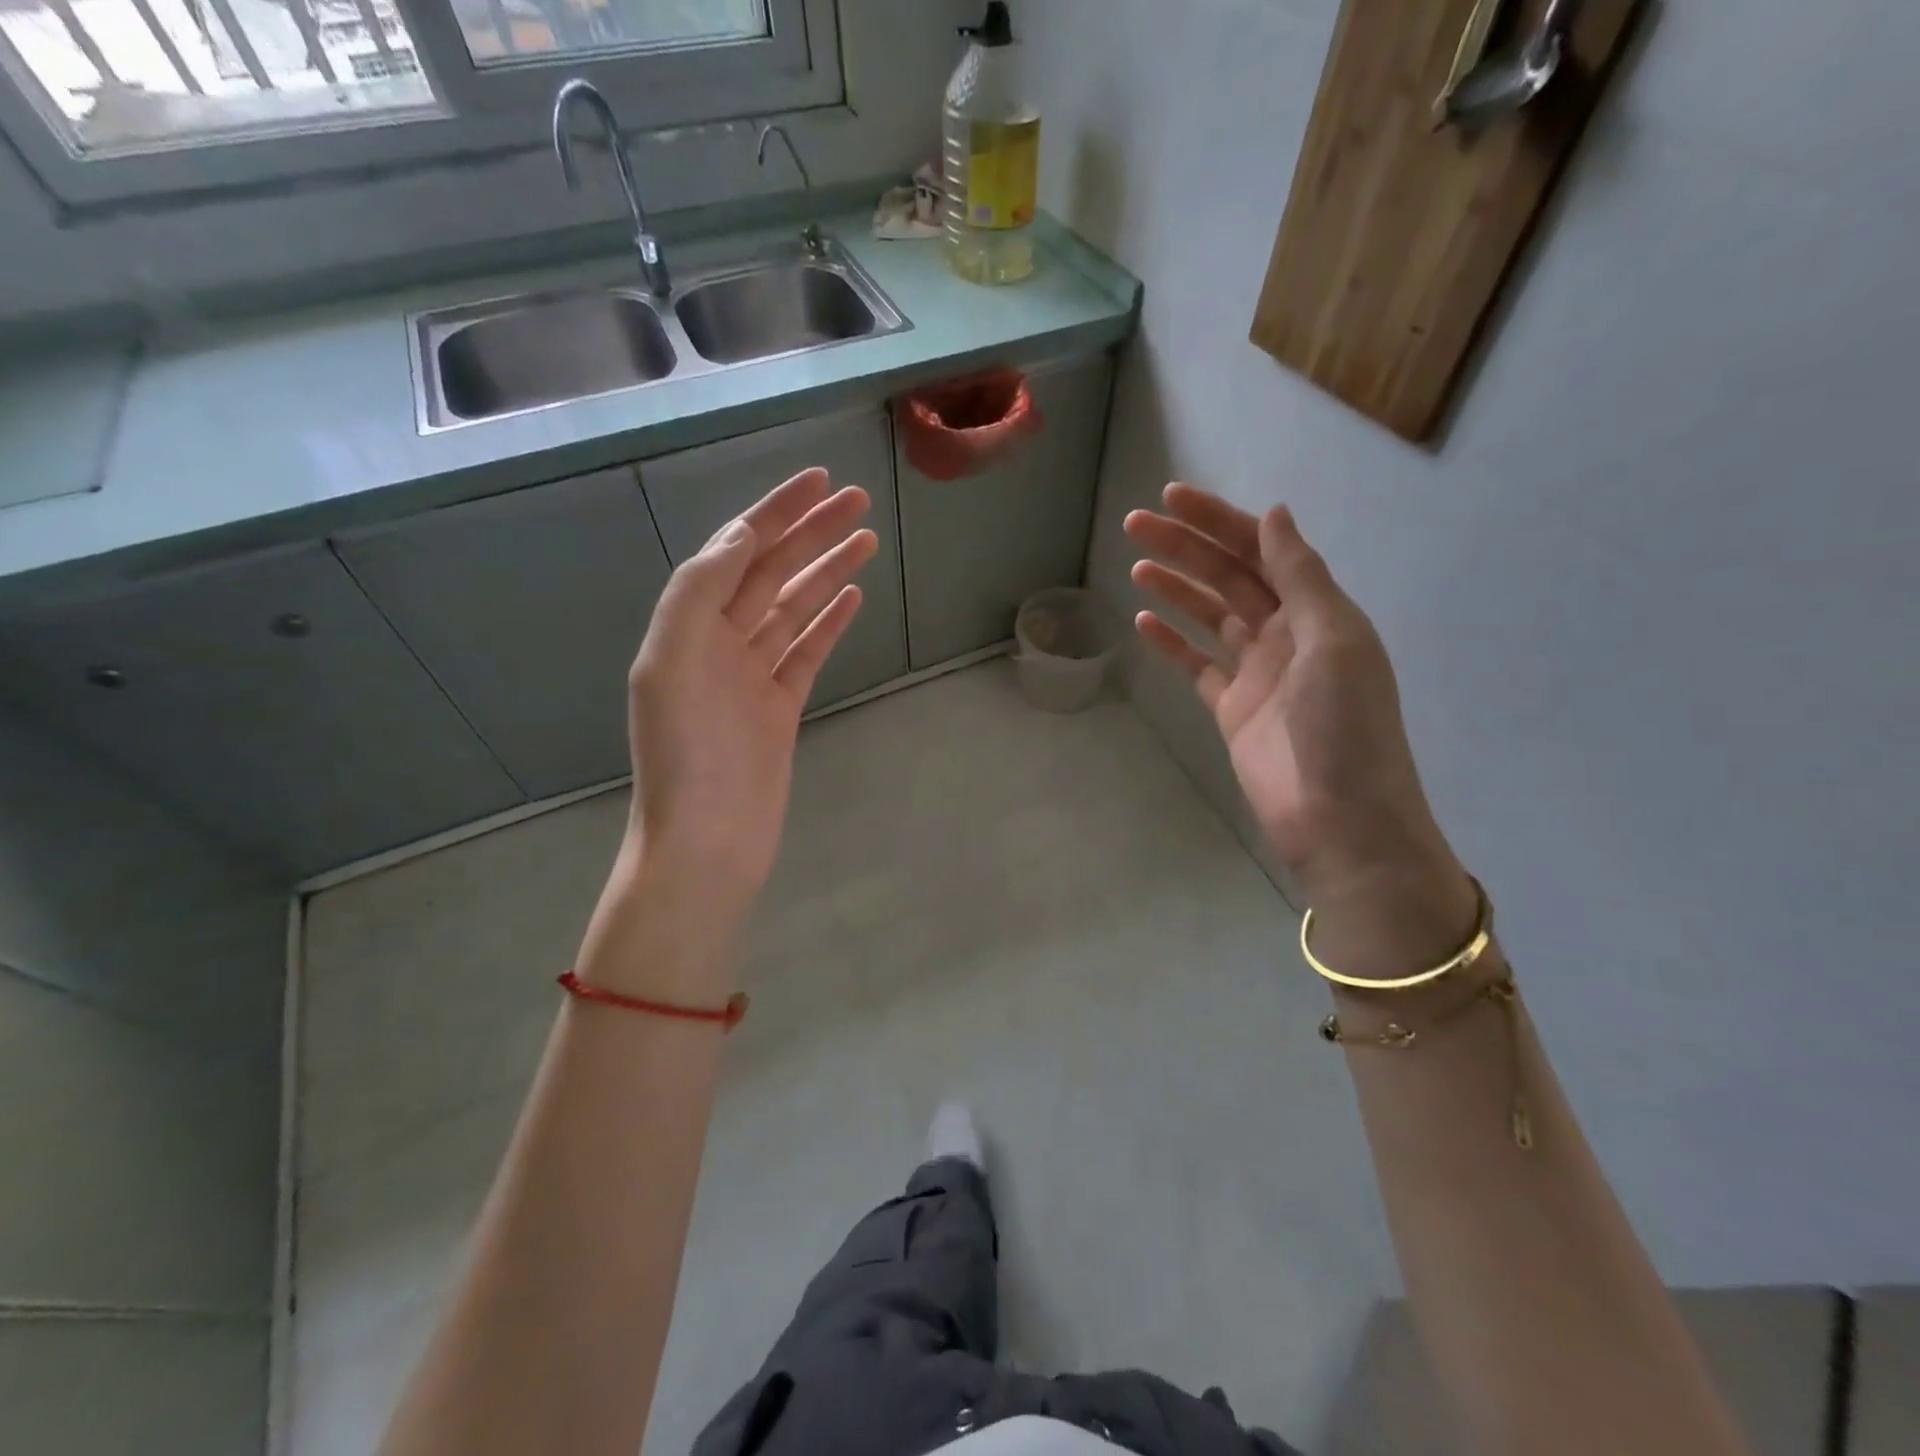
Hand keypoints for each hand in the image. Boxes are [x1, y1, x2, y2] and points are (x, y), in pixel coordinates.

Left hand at [627, 467, 875, 900]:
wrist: (707, 841)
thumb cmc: (687, 757)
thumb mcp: (671, 665)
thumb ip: (698, 594)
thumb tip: (740, 536)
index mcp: (688, 627)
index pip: (736, 553)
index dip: (775, 513)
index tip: (817, 481)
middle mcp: (718, 644)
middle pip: (771, 573)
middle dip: (812, 533)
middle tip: (858, 500)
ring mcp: (752, 676)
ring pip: (794, 608)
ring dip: (827, 571)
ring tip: (867, 539)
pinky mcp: (780, 706)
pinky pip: (807, 651)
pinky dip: (829, 621)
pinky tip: (852, 595)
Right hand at [1124, 484, 1463, 913]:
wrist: (1339, 821)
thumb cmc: (1344, 727)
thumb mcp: (1332, 639)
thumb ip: (1300, 577)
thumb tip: (1274, 514)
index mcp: (1317, 612)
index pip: (1262, 550)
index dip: (1218, 521)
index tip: (1172, 498)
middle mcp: (1286, 634)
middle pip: (1228, 577)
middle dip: (1185, 547)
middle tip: (1135, 525)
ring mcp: (1256, 673)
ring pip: (1209, 616)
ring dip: (1175, 587)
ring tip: (1135, 565)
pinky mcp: (1231, 709)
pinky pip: (1197, 664)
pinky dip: (1171, 642)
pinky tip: (1144, 620)